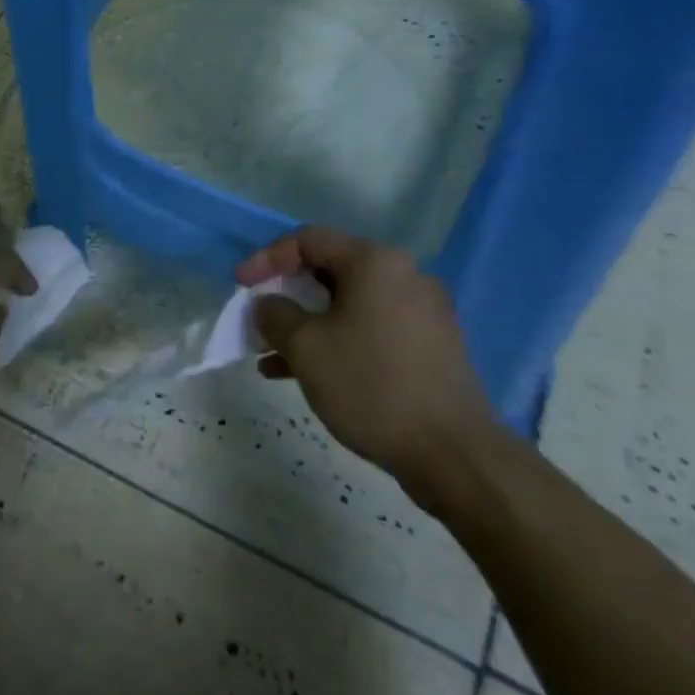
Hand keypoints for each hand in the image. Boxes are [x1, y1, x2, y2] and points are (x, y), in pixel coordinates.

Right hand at [236, 226, 496, 514]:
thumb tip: (268, 304)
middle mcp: (403, 276)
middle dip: (287, 295)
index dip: (267, 258)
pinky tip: (307, 376)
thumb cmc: (371, 385)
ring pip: (349, 305)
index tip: (240, 285)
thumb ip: (276, 315)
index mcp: (374, 262)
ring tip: (272, 356)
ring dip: (307, 325)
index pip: (308, 240)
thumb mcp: (306, 348)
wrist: (454, 454)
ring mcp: (422, 312)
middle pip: (330, 270)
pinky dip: (337, 342)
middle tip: (259, 319)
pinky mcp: (430, 346)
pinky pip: (370, 329)